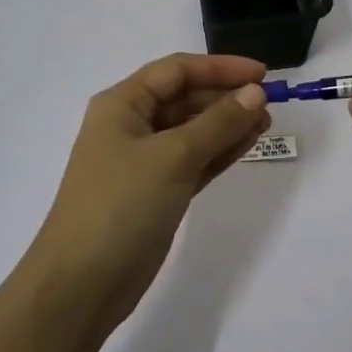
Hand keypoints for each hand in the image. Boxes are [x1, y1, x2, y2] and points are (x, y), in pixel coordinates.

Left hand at [32, 53, 270, 329]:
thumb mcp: (173, 157)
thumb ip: (217, 123)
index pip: (177, 71)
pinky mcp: (157, 192)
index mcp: (122, 104)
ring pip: (192, 131)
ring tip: (267, 123)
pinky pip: (194, 160)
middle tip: (270, 104)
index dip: (220, 68)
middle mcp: (131, 126)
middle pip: (185, 98)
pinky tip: (248, 143)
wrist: (82, 284)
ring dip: (227, 124)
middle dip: (226, 97)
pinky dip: (219, 151)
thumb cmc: (121, 205)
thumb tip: (256, 93)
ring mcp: (143, 161)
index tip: (263, 74)